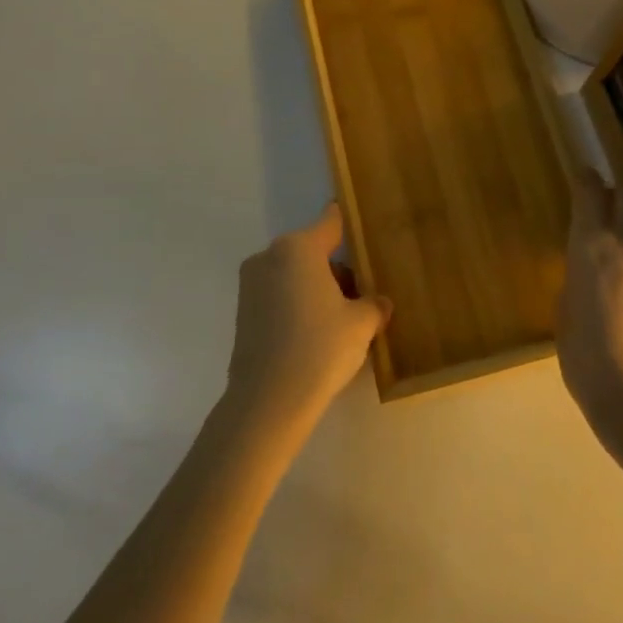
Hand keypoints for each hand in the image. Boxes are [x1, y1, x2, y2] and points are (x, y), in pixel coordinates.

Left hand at [227, 204, 390, 436]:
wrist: (268, 401)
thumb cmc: (320, 348)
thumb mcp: (361, 324)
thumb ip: (374, 305)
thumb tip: (379, 303)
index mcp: (299, 248)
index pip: (331, 221)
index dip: (350, 223)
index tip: (365, 227)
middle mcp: (270, 256)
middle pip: (313, 250)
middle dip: (337, 268)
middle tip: (362, 294)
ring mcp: (251, 283)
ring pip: (295, 274)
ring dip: (317, 287)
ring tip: (342, 320)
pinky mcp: (243, 311)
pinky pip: (279, 294)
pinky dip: (298, 304)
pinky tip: (316, 334)